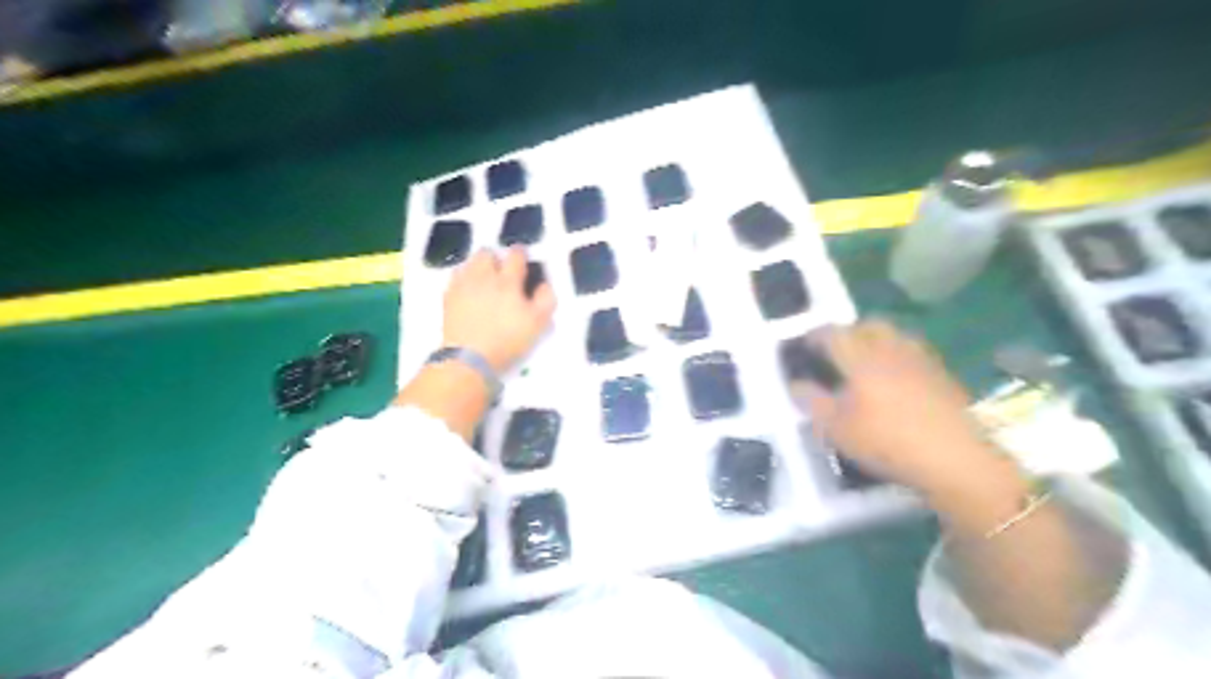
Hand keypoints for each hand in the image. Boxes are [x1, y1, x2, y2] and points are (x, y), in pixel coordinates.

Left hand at [444, 246, 556, 373]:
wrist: (469, 358)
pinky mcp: (448, 298)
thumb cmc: (508, 341)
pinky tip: (468, 290)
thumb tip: (544, 284)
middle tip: (502, 271)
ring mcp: (463, 286)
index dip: (521, 254)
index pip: (515, 255)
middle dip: (496, 257)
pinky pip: (455, 278)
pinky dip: (463, 279)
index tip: (524, 260)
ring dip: (478, 266)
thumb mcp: (538, 324)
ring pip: (469, 262)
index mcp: (508, 281)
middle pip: (487, 253)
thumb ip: (545, 299)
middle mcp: (484, 277)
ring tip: (485, 279)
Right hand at [797, 319, 1014, 498]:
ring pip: (895, 336)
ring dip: (876, 341)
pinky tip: (896, 380)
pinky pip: (913, 352)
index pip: (833, 334)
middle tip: (837, 350)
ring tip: (866, 362)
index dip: (815, 335)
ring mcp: (921, 360)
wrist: (956, 459)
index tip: (806, 344)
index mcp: (861, 358)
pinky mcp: (942, 375)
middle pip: (868, 325)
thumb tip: (795, 384)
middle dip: (849, 331)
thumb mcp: (836, 429)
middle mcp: (891, 349)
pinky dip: (898, 356)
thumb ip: (811, 402)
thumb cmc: (887, 442)